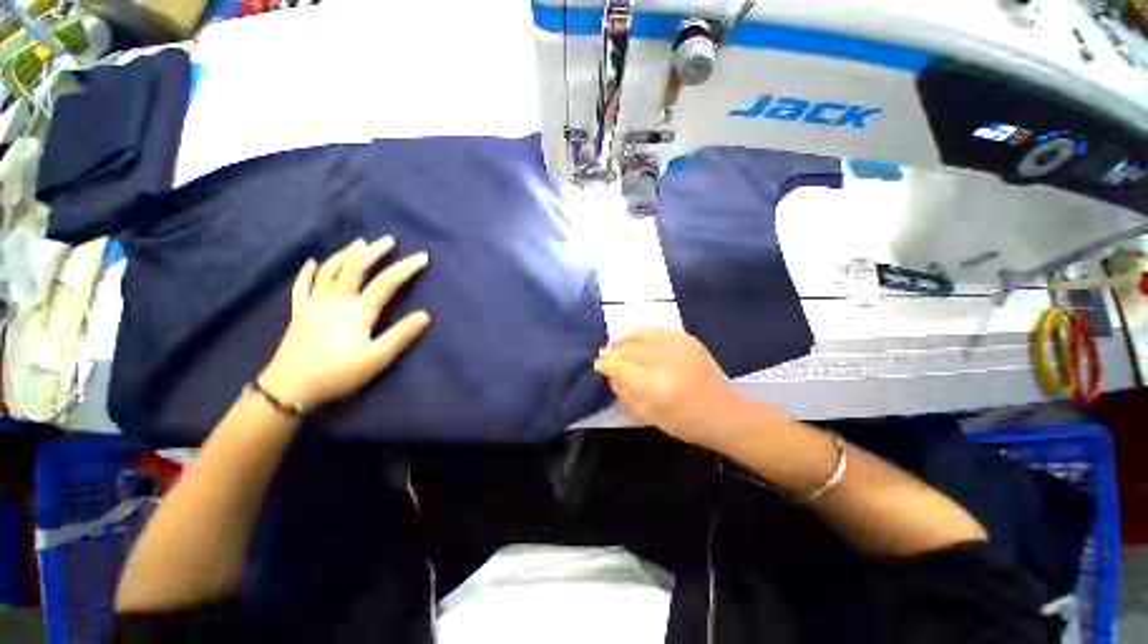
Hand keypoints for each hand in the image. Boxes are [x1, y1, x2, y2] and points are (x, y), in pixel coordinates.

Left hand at [259, 236, 430, 408]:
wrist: (290, 388)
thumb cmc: (338, 374)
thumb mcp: (377, 359)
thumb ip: (401, 335)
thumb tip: (425, 315)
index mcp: (357, 312)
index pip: (386, 283)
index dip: (406, 268)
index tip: (422, 256)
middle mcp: (335, 301)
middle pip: (355, 269)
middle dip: (374, 252)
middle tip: (389, 240)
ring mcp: (314, 305)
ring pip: (329, 272)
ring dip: (345, 254)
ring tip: (359, 243)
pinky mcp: (299, 313)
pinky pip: (301, 287)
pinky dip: (307, 272)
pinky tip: (313, 262)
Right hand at [594, 328, 775, 450]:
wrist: (726, 413)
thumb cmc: (685, 422)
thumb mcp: (649, 414)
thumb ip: (626, 392)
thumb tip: (610, 374)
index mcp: (653, 386)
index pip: (620, 367)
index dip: (606, 363)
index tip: (598, 363)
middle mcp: (664, 362)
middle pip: (629, 349)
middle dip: (613, 350)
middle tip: (605, 352)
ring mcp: (678, 348)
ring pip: (642, 335)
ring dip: (625, 337)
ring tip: (616, 341)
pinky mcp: (689, 341)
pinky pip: (659, 330)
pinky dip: (644, 331)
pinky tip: (636, 334)